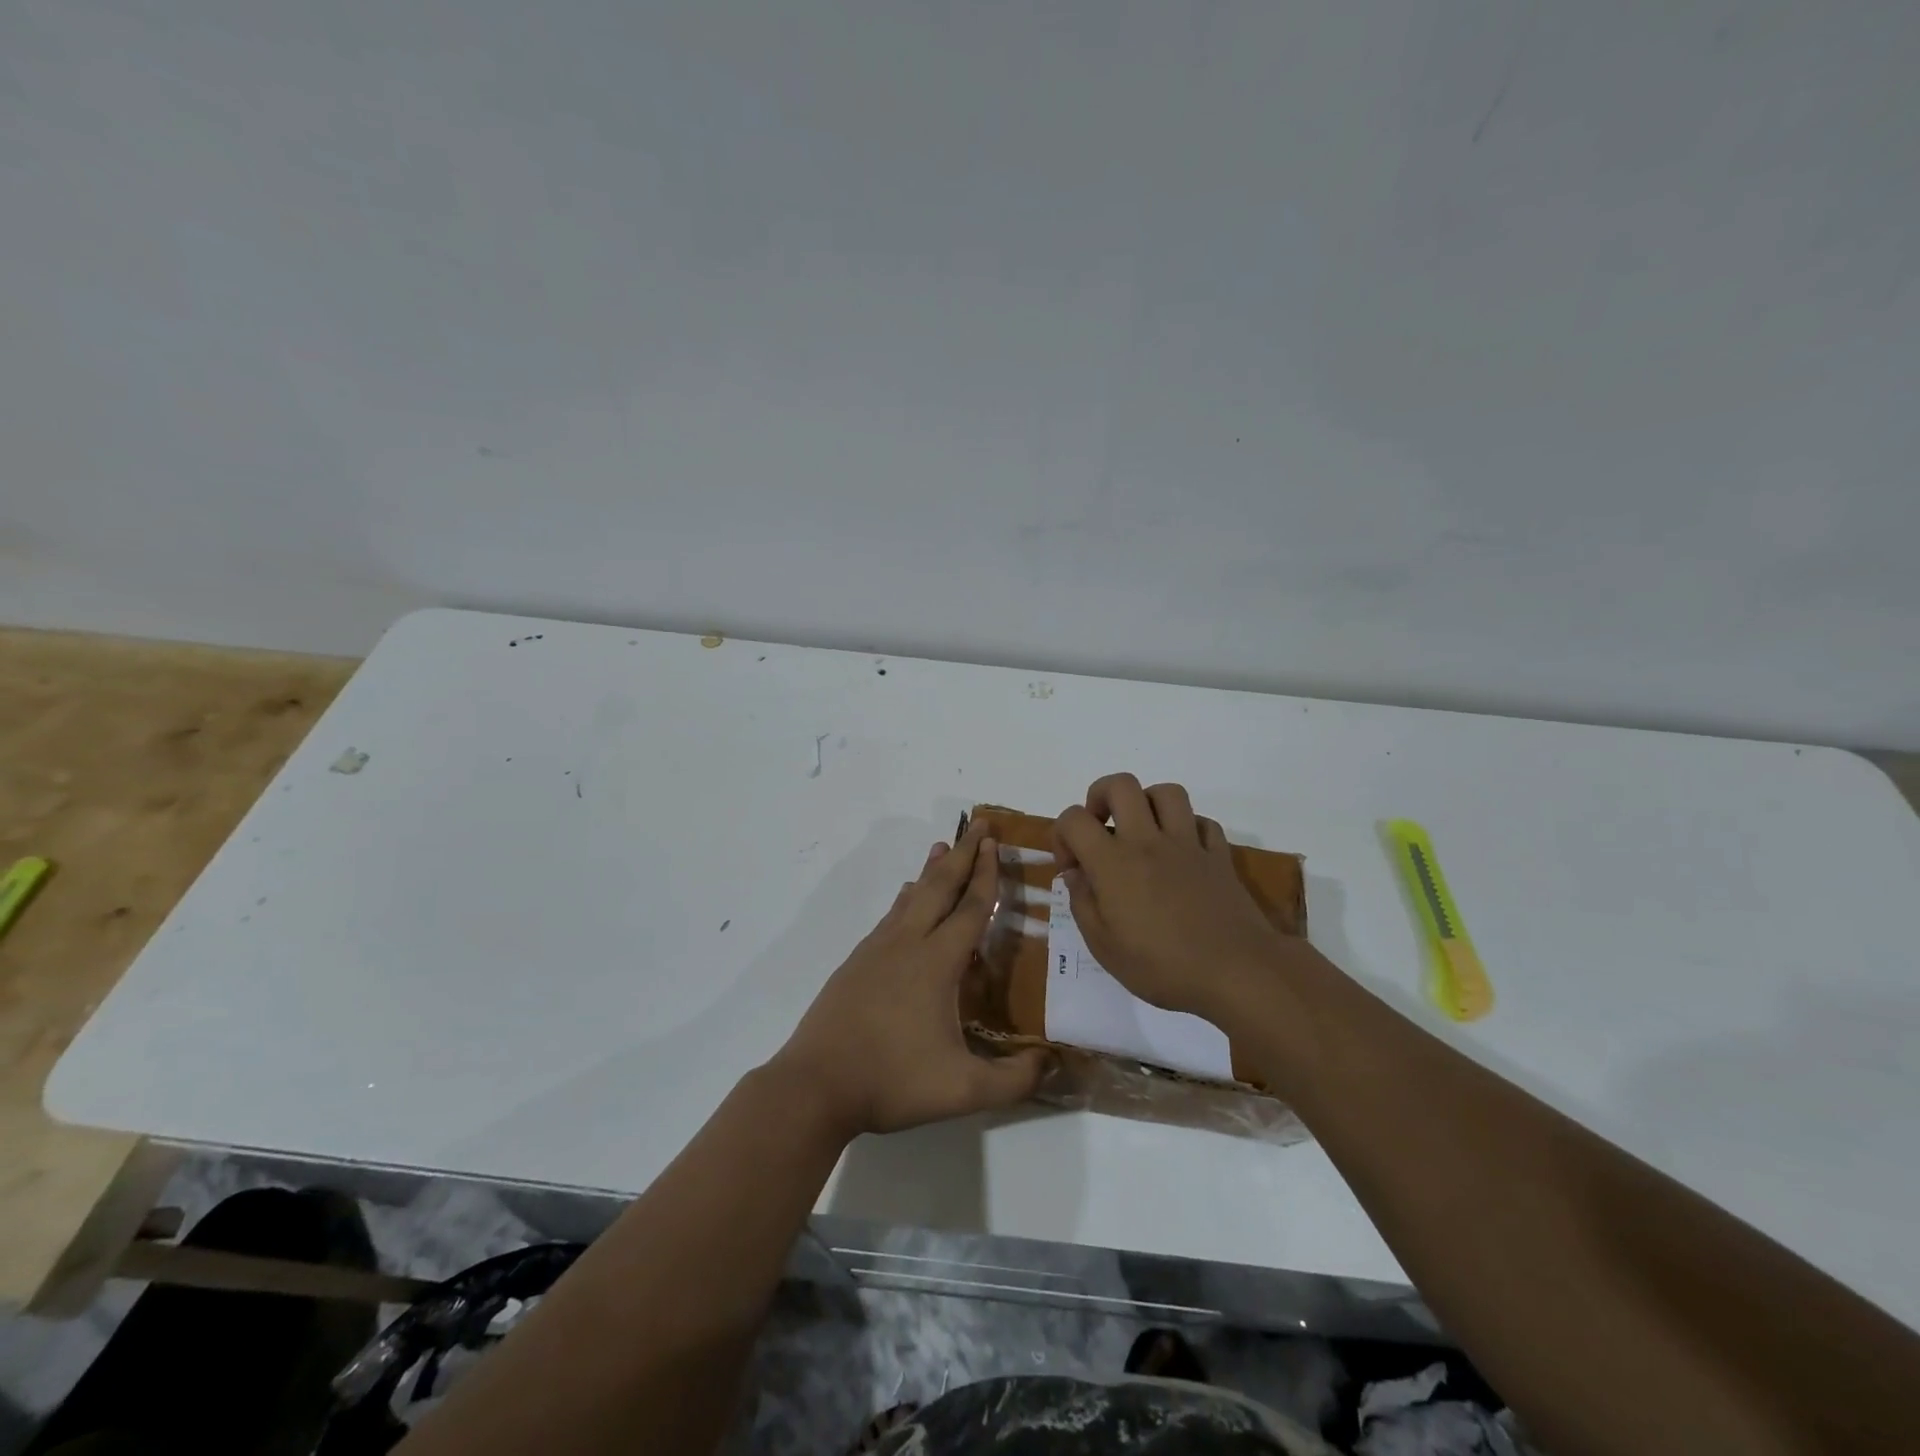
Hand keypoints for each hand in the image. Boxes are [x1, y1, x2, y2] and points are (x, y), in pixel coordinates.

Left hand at [769, 819, 1047, 1137]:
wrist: (816, 1085)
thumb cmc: (892, 1080)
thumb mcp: (964, 1090)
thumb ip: (1014, 1080)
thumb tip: (1053, 1063)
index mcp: (937, 963)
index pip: (970, 908)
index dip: (986, 875)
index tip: (994, 843)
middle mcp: (907, 944)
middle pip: (940, 888)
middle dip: (962, 854)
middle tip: (977, 825)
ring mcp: (877, 951)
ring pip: (911, 898)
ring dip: (931, 871)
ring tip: (941, 847)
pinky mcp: (856, 963)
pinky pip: (890, 917)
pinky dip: (906, 899)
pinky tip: (905, 898)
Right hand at [1052, 773, 1291, 1022]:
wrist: (1237, 972)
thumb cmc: (1163, 966)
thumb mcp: (1104, 948)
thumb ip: (1083, 904)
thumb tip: (1075, 875)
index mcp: (1113, 863)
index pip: (1074, 819)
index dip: (1062, 835)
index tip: (1071, 868)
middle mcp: (1148, 841)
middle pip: (1121, 785)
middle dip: (1100, 797)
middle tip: (1101, 828)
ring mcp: (1188, 844)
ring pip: (1166, 793)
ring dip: (1147, 803)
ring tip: (1142, 831)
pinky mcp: (1219, 855)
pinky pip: (1202, 822)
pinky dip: (1188, 828)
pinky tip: (1181, 852)